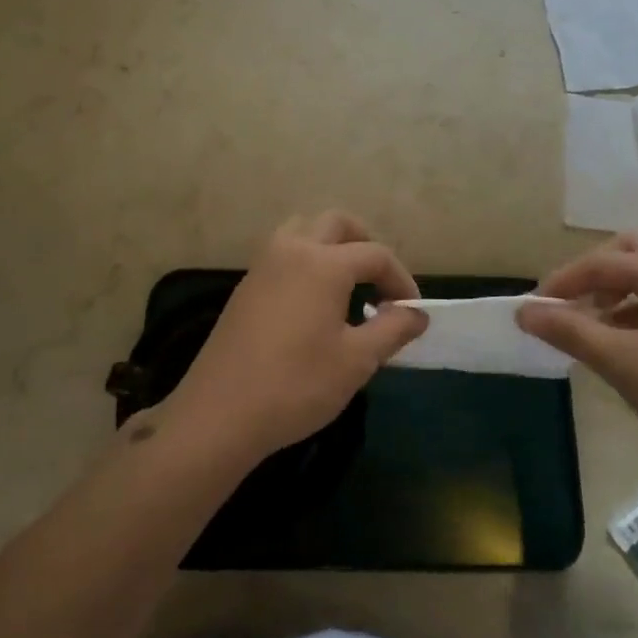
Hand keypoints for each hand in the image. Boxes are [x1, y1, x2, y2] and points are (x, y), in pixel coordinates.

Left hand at [161, 213, 427, 466]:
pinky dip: (306, 261)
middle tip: (380, 282)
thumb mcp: (356, 361)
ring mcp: (262, 265)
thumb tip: (417, 313)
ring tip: (346, 284)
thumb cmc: (297, 385)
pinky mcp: (245, 286)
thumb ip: (392, 329)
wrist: (220, 413)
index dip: (401, 279)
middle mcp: (291, 250)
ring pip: (302, 230)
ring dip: (330, 245)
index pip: (375, 255)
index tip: (411, 311)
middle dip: (365, 244)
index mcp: (323, 263)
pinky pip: (282, 253)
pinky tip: (312, 303)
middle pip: (336, 224)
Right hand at [517, 232, 637, 482]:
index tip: (534, 307)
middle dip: (593, 273)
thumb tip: (523, 312)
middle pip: (631, 252)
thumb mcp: (623, 364)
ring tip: (590, 328)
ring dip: (614, 292)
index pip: (604, 262)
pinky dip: (636, 311)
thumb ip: (570, 331)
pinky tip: (624, 345)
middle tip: (568, 303)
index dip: (563, 280)